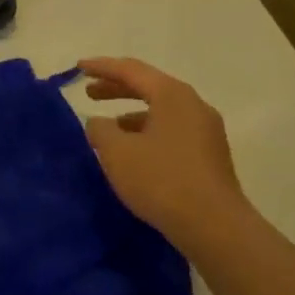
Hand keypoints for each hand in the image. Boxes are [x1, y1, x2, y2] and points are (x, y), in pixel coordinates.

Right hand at [80, 56, 246, 253]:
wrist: (216, 227)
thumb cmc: (162, 180)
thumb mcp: (118, 153)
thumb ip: (101, 130)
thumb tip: (99, 124)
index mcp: (172, 95)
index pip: (130, 70)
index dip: (101, 67)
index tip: (78, 68)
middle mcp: (193, 105)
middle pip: (149, 86)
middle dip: (116, 88)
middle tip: (90, 93)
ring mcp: (206, 131)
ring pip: (162, 110)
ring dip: (132, 113)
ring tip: (108, 127)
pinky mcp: (210, 156)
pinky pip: (172, 130)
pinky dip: (148, 132)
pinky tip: (135, 153)